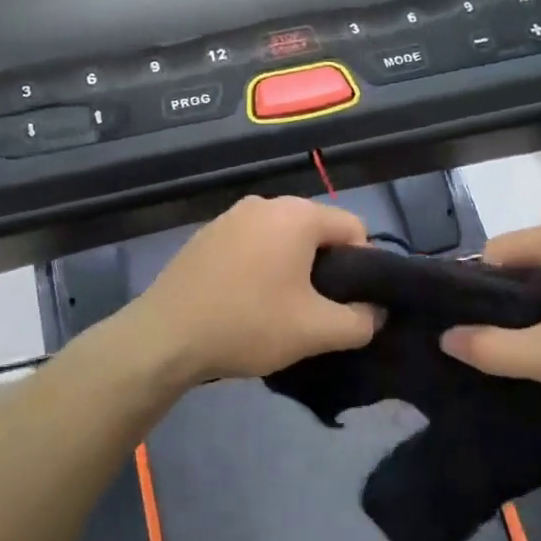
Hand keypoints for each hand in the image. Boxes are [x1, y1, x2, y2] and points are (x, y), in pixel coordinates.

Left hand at [125, 196, 378, 384]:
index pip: (354, 229)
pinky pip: (251, 245)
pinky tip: (246, 301)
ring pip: (282, 239)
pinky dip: (260, 266)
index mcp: (297, 215)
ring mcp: (230, 216)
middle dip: (326, 267)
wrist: (165, 336)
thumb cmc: (248, 324)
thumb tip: (376, 312)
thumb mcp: (315, 331)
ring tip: (281, 309)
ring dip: (292, 268)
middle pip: (317, 231)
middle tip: (317, 310)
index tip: (350, 303)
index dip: (364, 267)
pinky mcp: (205, 235)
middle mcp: (265, 203)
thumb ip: (360, 321)